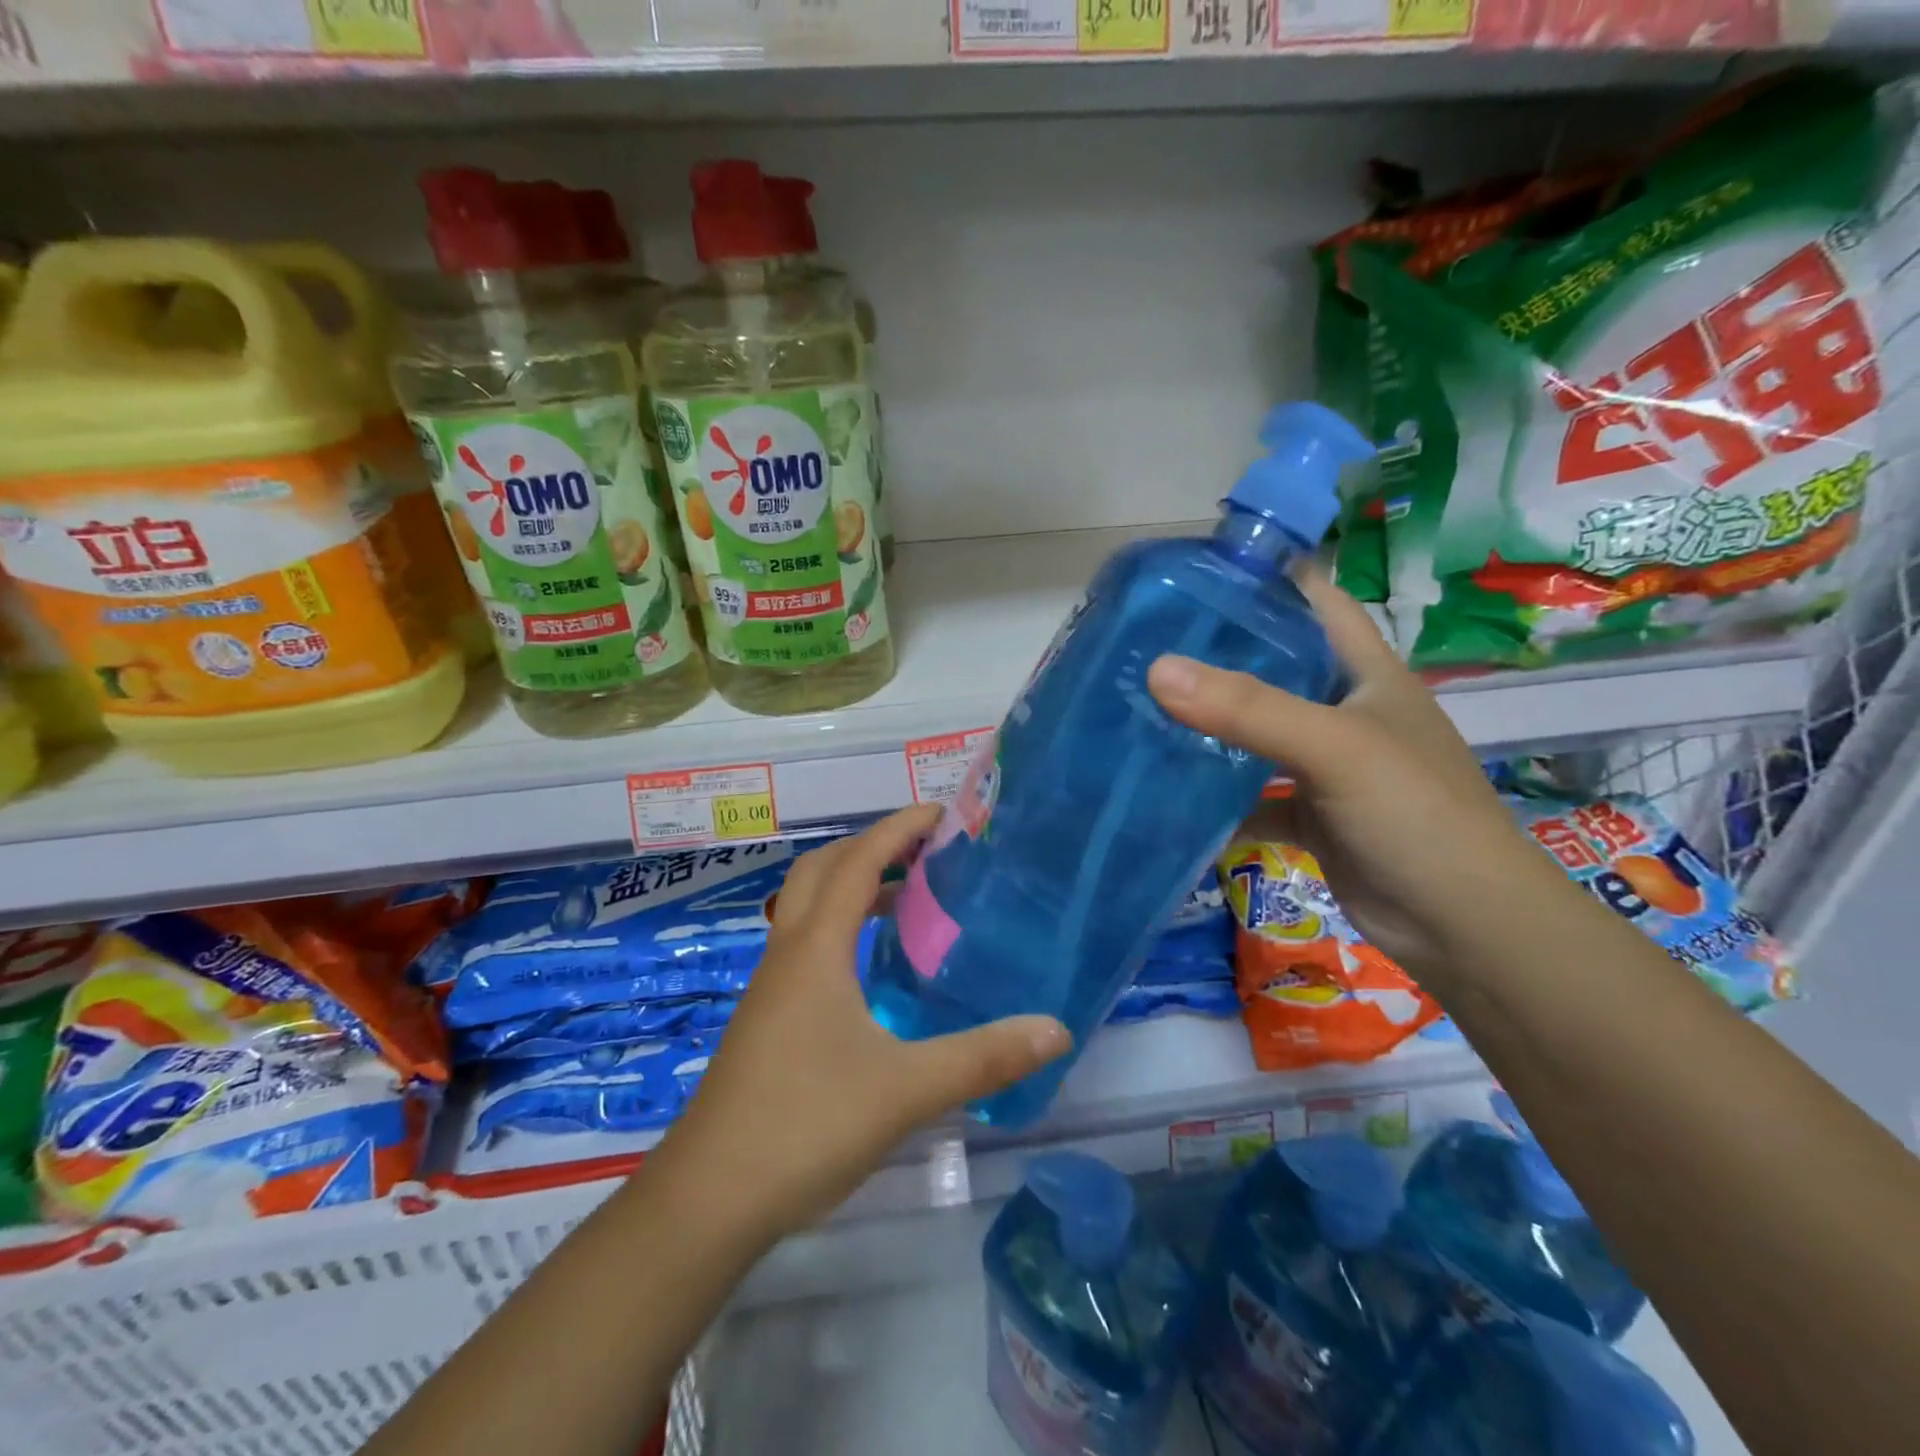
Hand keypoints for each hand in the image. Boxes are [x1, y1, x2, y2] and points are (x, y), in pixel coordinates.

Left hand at [651, 807, 1070, 1243]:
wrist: (708, 1199)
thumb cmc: (805, 1125)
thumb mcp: (905, 1089)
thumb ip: (982, 1058)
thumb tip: (1056, 1029)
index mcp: (816, 949)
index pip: (858, 862)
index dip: (897, 828)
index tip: (942, 814)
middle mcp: (789, 954)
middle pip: (824, 870)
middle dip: (873, 847)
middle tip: (927, 852)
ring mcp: (773, 987)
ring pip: (809, 908)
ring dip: (855, 887)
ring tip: (911, 902)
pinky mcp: (769, 1019)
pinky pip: (807, 945)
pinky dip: (843, 929)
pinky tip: (874, 970)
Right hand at [1147, 568, 1571, 984]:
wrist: (1463, 927)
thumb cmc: (1414, 814)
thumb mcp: (1334, 747)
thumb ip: (1248, 708)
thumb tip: (1157, 670)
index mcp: (1364, 671)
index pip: (1312, 599)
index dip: (1262, 577)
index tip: (1191, 572)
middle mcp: (1344, 708)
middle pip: (1273, 663)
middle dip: (1216, 652)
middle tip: (1145, 643)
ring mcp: (1326, 764)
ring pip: (1256, 730)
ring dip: (1209, 723)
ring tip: (1142, 707)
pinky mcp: (1309, 813)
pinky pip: (1250, 792)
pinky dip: (1216, 792)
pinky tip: (1167, 788)